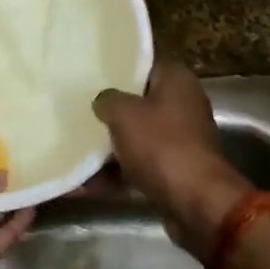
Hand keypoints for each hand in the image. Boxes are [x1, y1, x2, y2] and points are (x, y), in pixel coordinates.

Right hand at [93, 62, 249, 258]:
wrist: (197, 203)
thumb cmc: (161, 145)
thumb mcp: (124, 114)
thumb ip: (107, 100)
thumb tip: (103, 101)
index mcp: (177, 81)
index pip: (143, 65)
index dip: (117, 70)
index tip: (89, 77)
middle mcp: (183, 106)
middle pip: (138, 104)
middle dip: (109, 113)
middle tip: (77, 112)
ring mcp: (180, 140)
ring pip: (136, 138)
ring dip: (107, 149)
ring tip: (72, 153)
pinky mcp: (174, 171)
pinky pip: (138, 166)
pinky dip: (115, 175)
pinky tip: (83, 186)